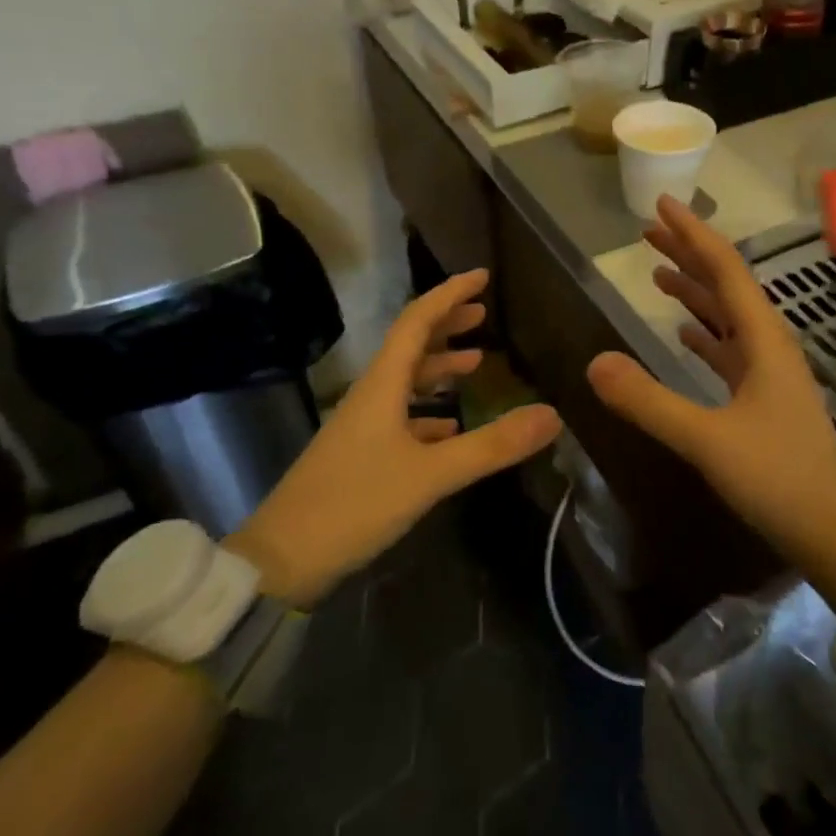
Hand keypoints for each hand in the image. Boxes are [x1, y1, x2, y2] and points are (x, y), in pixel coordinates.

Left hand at [228, 270, 560, 606]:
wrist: (283, 559)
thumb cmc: (355, 504)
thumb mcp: (431, 475)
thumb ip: (491, 445)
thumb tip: (552, 415)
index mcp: (382, 385)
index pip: (417, 321)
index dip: (449, 294)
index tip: (482, 276)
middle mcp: (371, 396)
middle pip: (410, 345)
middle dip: (446, 324)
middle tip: (483, 312)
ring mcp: (363, 426)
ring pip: (406, 381)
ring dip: (439, 366)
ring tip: (476, 362)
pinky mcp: (361, 455)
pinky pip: (401, 417)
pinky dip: (429, 411)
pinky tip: (450, 424)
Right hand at [585, 197, 835, 612]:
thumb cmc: (779, 478)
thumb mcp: (707, 440)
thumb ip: (649, 401)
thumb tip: (592, 363)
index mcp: (764, 340)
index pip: (725, 269)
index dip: (691, 234)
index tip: (661, 205)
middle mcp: (769, 345)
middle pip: (726, 285)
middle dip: (688, 255)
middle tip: (648, 233)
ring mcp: (769, 373)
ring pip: (727, 318)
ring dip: (694, 292)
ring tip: (658, 274)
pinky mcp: (764, 400)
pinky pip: (729, 351)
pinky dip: (704, 334)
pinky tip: (685, 333)